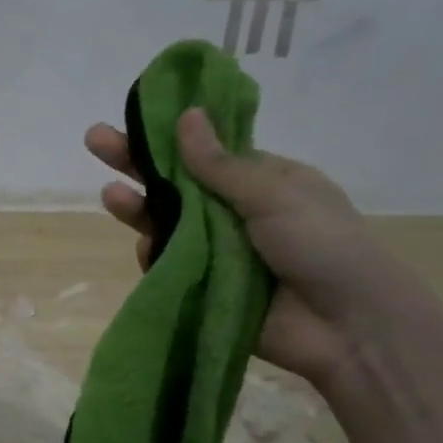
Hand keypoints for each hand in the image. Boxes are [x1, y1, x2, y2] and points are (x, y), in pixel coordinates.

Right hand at [84, 111, 423, 385]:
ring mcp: (218, 251)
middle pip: (177, 184)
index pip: (205, 152)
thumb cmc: (323, 245)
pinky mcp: (205, 287)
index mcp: (261, 181)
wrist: (348, 327)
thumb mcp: (275, 195)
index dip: (169, 135)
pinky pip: (170, 267)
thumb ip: (220, 165)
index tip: (135, 115)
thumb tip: (186, 115)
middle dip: (138, 164)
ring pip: (167, 225)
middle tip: (95, 140)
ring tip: (110, 196)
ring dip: (139, 209)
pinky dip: (154, 257)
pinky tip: (144, 248)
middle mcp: (235, 213)